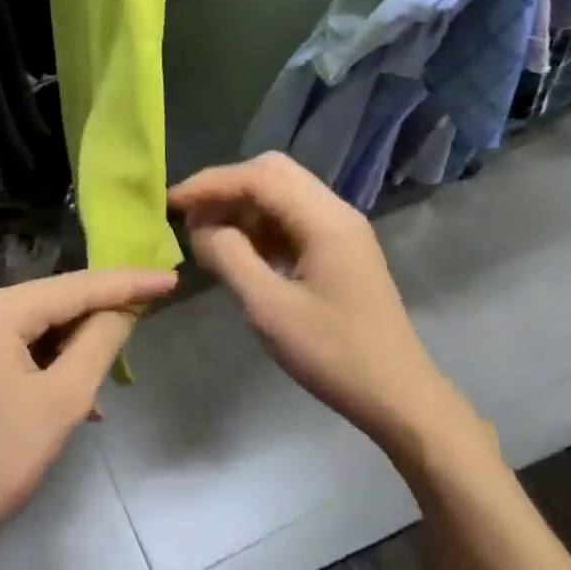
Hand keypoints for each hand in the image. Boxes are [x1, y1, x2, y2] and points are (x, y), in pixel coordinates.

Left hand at [0, 268, 178, 555]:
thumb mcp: (62, 401)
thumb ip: (100, 342)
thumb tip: (126, 307)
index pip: (74, 287)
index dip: (126, 283)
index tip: (169, 278)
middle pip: (51, 300)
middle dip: (97, 316)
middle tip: (143, 320)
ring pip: (33, 321)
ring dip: (71, 344)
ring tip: (104, 377)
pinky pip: (12, 339)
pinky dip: (44, 358)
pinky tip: (67, 389)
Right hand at [169, 153, 457, 451]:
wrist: (399, 397)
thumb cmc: (334, 355)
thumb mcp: (269, 309)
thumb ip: (229, 257)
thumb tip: (200, 225)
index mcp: (324, 219)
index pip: (258, 177)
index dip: (210, 184)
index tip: (171, 202)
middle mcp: (335, 211)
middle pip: (272, 172)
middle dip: (226, 188)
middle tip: (190, 216)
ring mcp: (341, 228)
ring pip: (281, 192)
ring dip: (242, 206)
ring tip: (209, 235)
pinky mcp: (339, 248)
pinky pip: (292, 217)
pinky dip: (260, 224)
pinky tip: (241, 252)